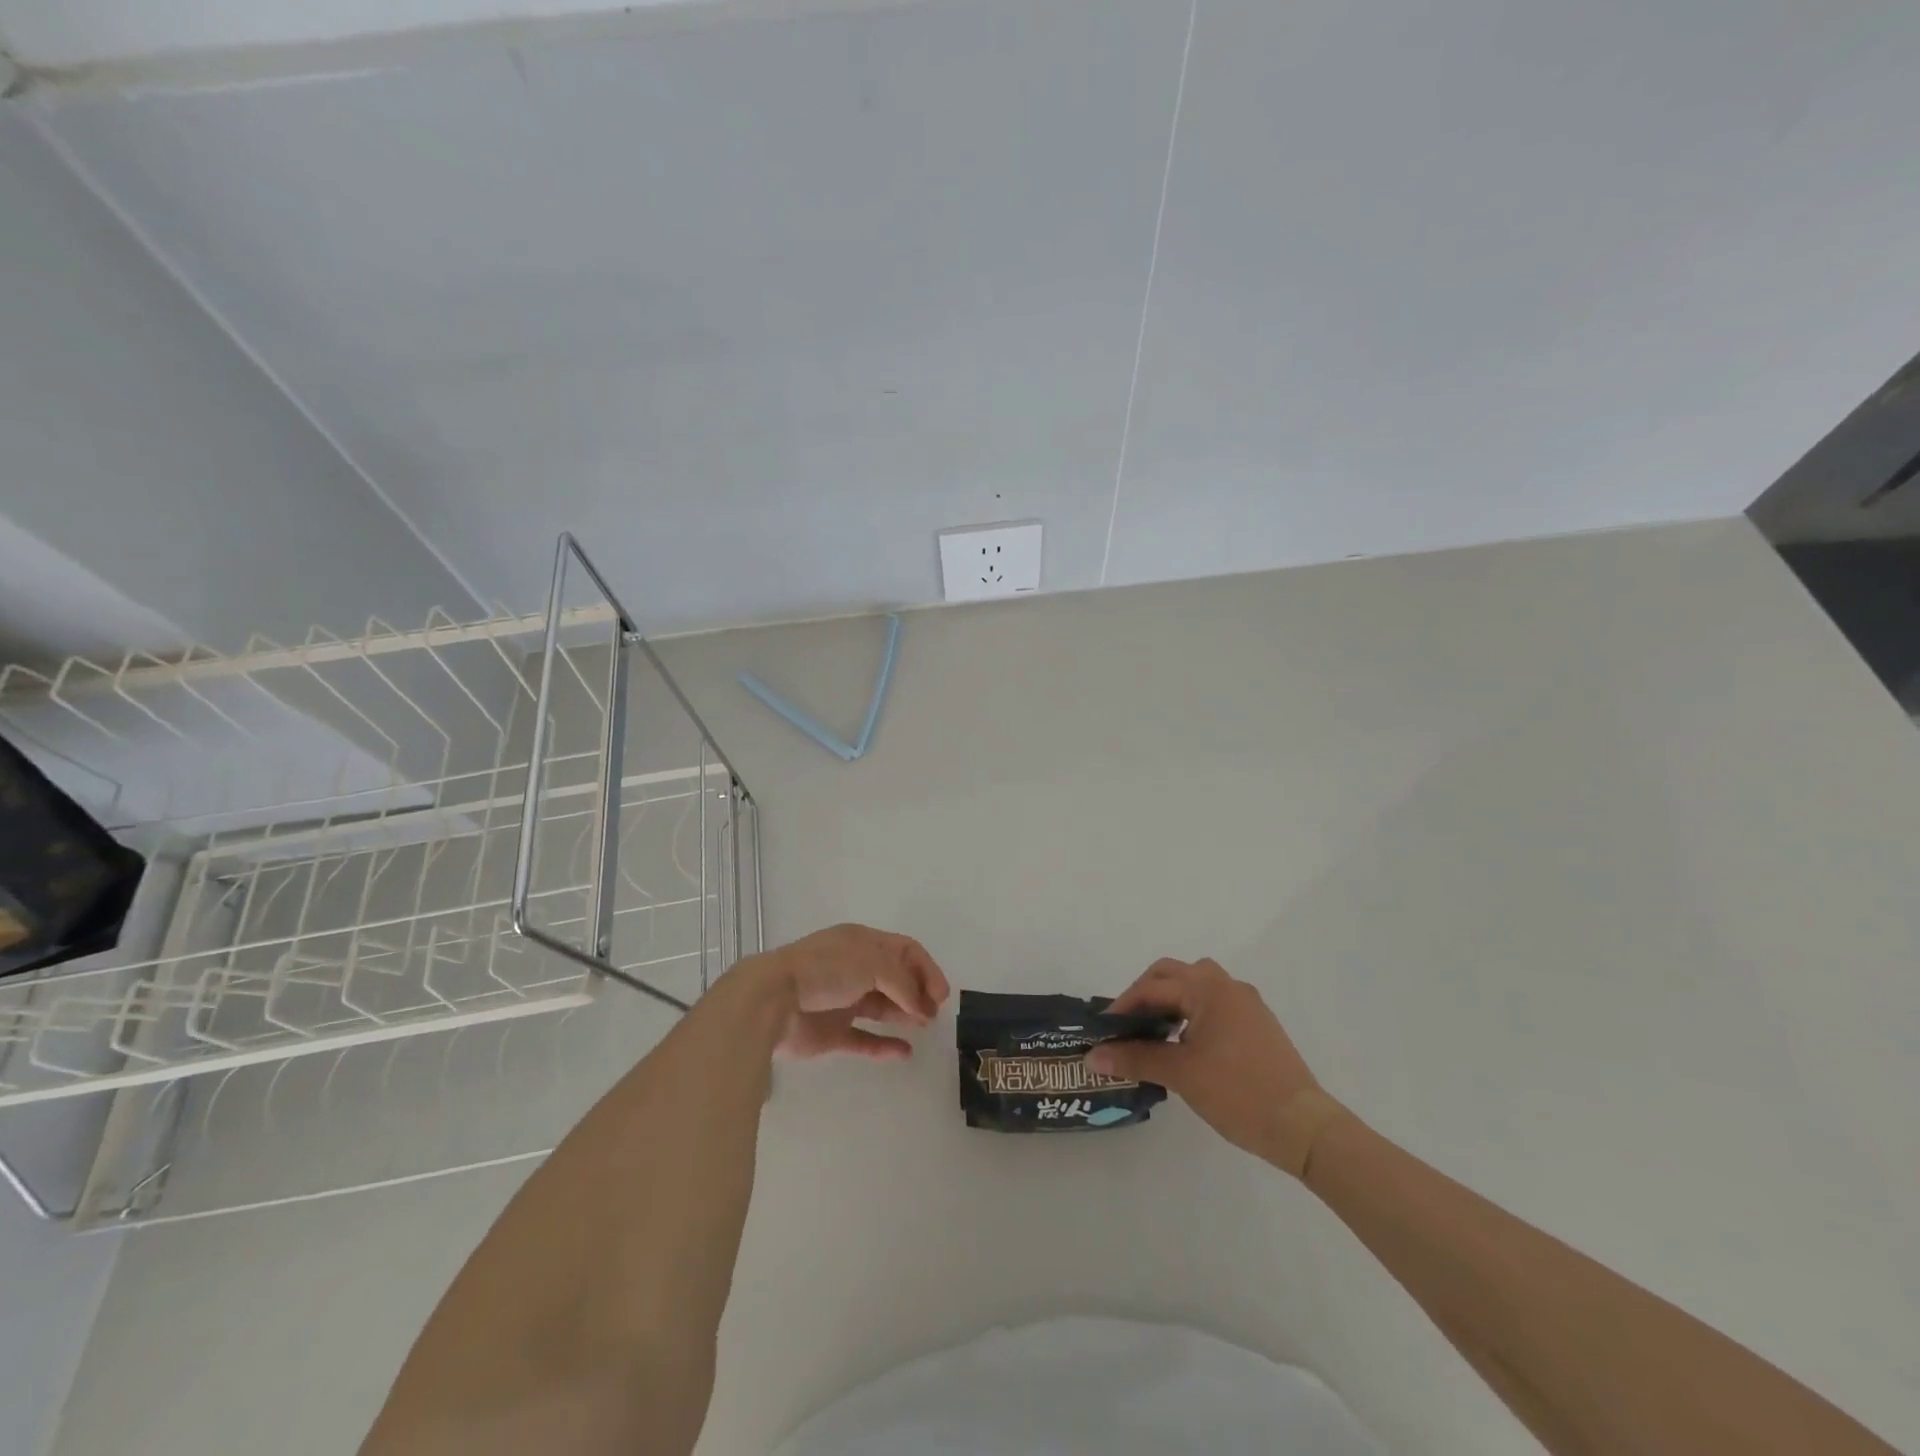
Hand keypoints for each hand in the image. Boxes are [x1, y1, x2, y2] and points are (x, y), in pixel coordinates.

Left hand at [751, 924, 950, 1061]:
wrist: (774, 1000)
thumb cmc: (825, 970)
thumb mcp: (872, 962)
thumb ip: (902, 982)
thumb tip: (922, 1006)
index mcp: (861, 943)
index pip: (903, 950)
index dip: (926, 969)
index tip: (941, 994)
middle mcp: (853, 969)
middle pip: (895, 978)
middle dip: (917, 992)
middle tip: (934, 1013)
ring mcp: (842, 1001)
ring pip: (881, 1007)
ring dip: (904, 1014)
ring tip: (925, 1026)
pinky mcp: (831, 1033)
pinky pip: (863, 1039)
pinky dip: (883, 1046)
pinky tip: (904, 1053)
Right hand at [1086, 957, 1340, 1171]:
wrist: (1304, 1127)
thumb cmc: (1239, 1092)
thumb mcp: (1181, 1074)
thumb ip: (1135, 1058)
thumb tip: (1092, 1056)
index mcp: (1209, 987)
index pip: (1153, 986)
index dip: (1123, 1006)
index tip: (1104, 1031)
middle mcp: (1228, 986)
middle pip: (1173, 975)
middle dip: (1145, 995)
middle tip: (1125, 1025)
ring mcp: (1246, 1005)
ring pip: (1195, 989)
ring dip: (1169, 1003)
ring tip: (1150, 1035)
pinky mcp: (1257, 1026)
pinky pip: (1212, 1006)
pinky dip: (1189, 1016)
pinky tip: (1182, 1046)